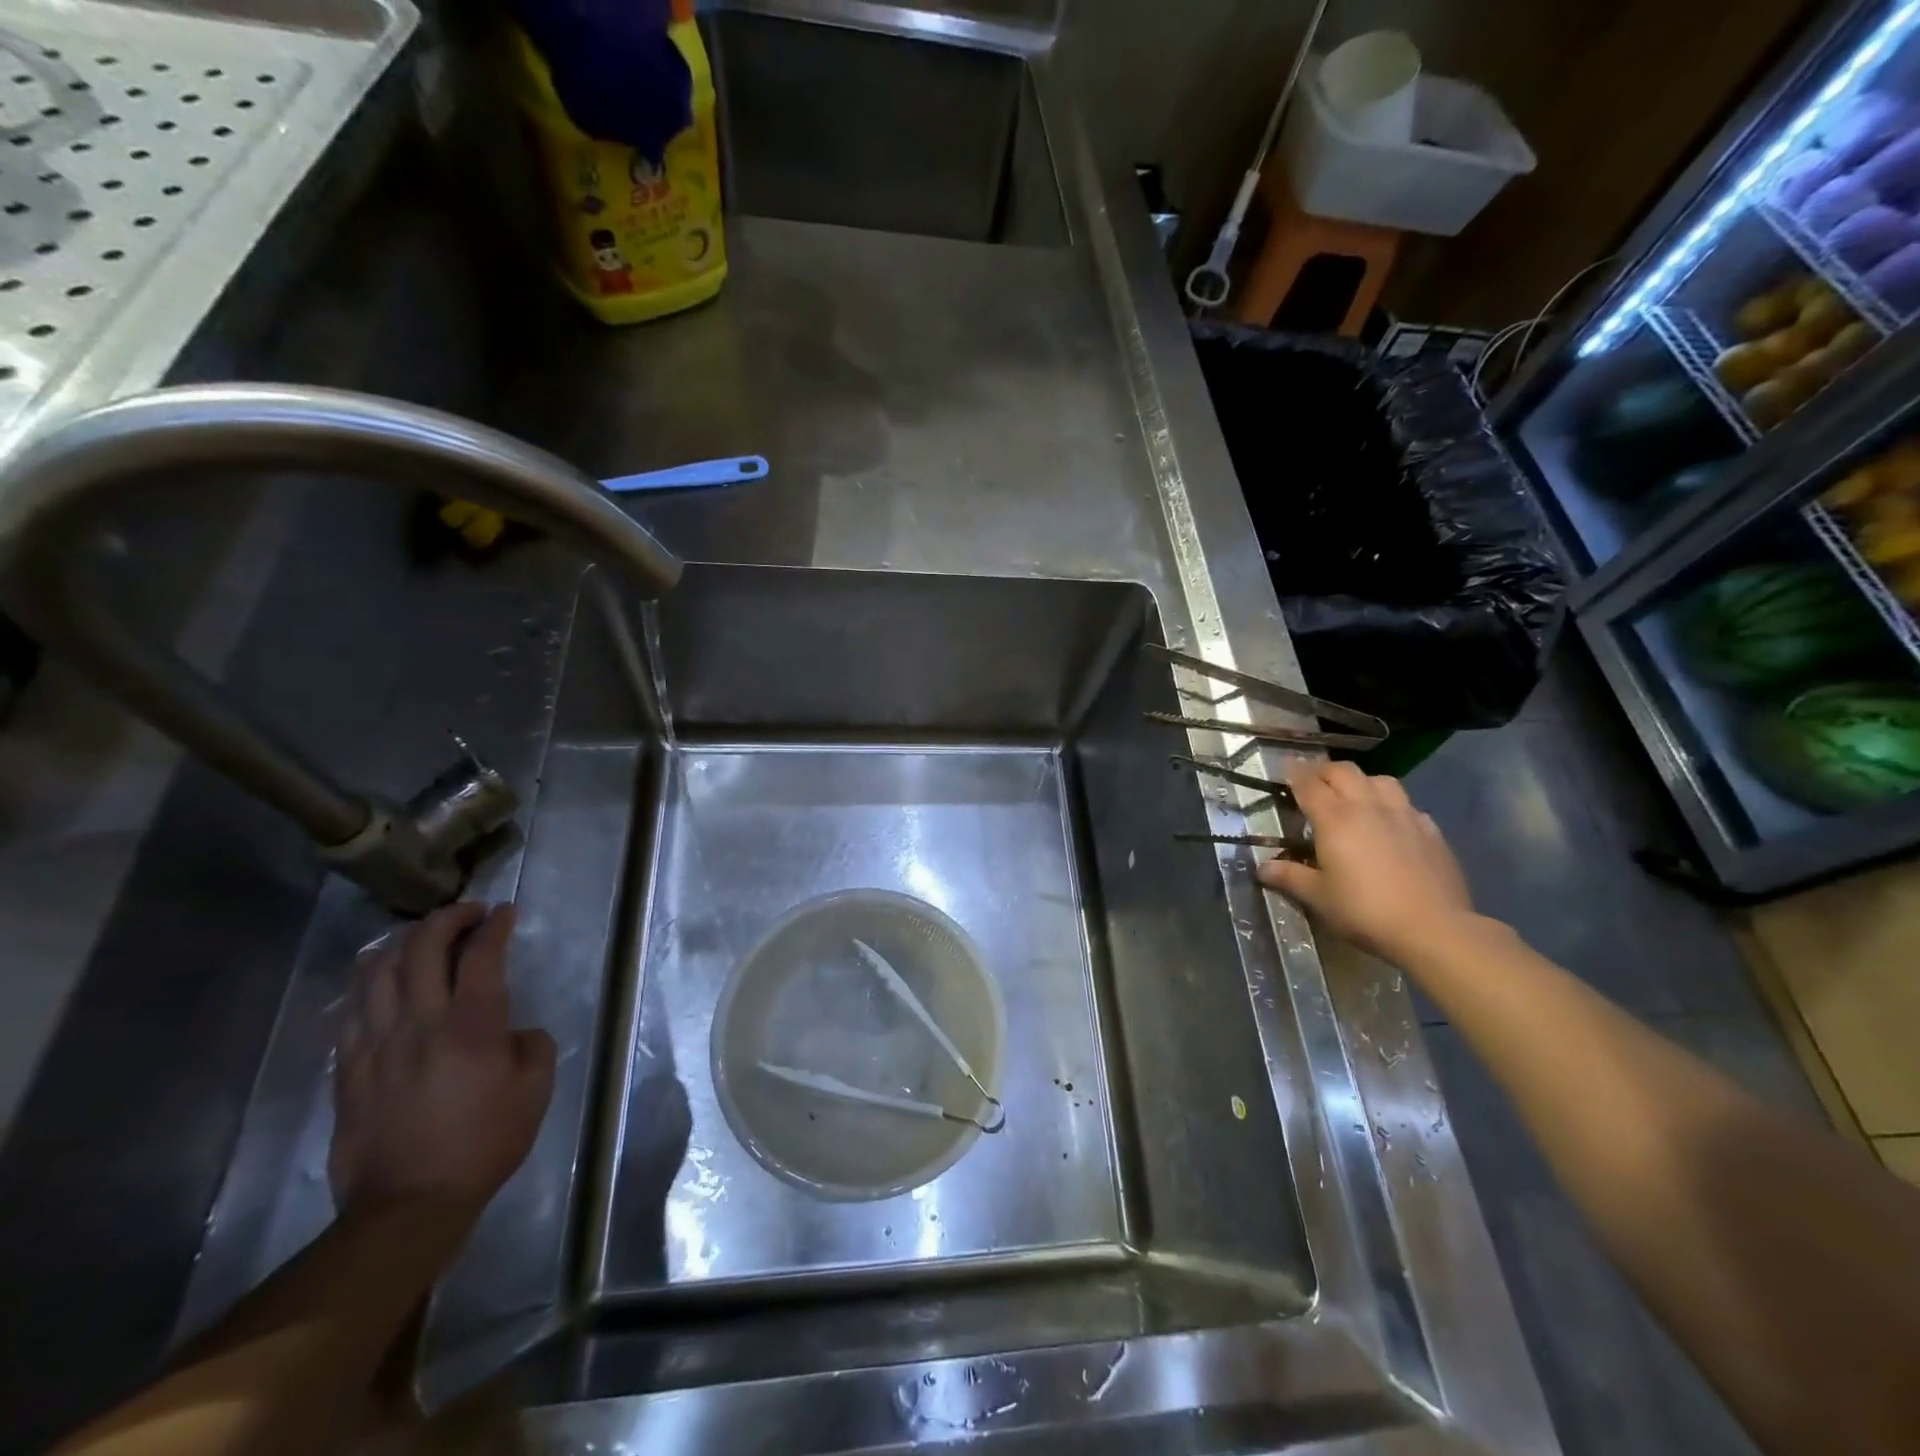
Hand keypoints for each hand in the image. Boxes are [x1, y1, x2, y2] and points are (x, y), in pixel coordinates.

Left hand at [330, 903, 556, 1219]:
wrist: (406, 1205)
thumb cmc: (483, 1144)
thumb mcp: (535, 1091)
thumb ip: (533, 1045)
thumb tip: (515, 1031)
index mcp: (472, 1026)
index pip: (481, 956)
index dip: (494, 926)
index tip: (505, 911)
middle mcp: (420, 1023)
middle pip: (422, 949)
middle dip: (447, 919)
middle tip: (468, 913)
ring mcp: (376, 1044)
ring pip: (378, 972)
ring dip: (403, 942)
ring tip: (422, 936)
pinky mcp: (348, 1069)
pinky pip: (352, 1009)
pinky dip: (369, 981)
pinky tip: (381, 978)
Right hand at [1257, 760, 1474, 963]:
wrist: (1434, 929)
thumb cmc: (1364, 910)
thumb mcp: (1318, 897)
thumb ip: (1289, 877)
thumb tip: (1262, 868)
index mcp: (1335, 819)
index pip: (1308, 784)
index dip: (1293, 774)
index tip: (1284, 770)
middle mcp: (1368, 807)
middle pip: (1344, 771)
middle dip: (1324, 772)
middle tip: (1313, 783)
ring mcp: (1404, 815)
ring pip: (1380, 780)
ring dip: (1361, 782)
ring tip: (1354, 798)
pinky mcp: (1431, 831)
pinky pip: (1407, 804)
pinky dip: (1391, 805)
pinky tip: (1390, 825)